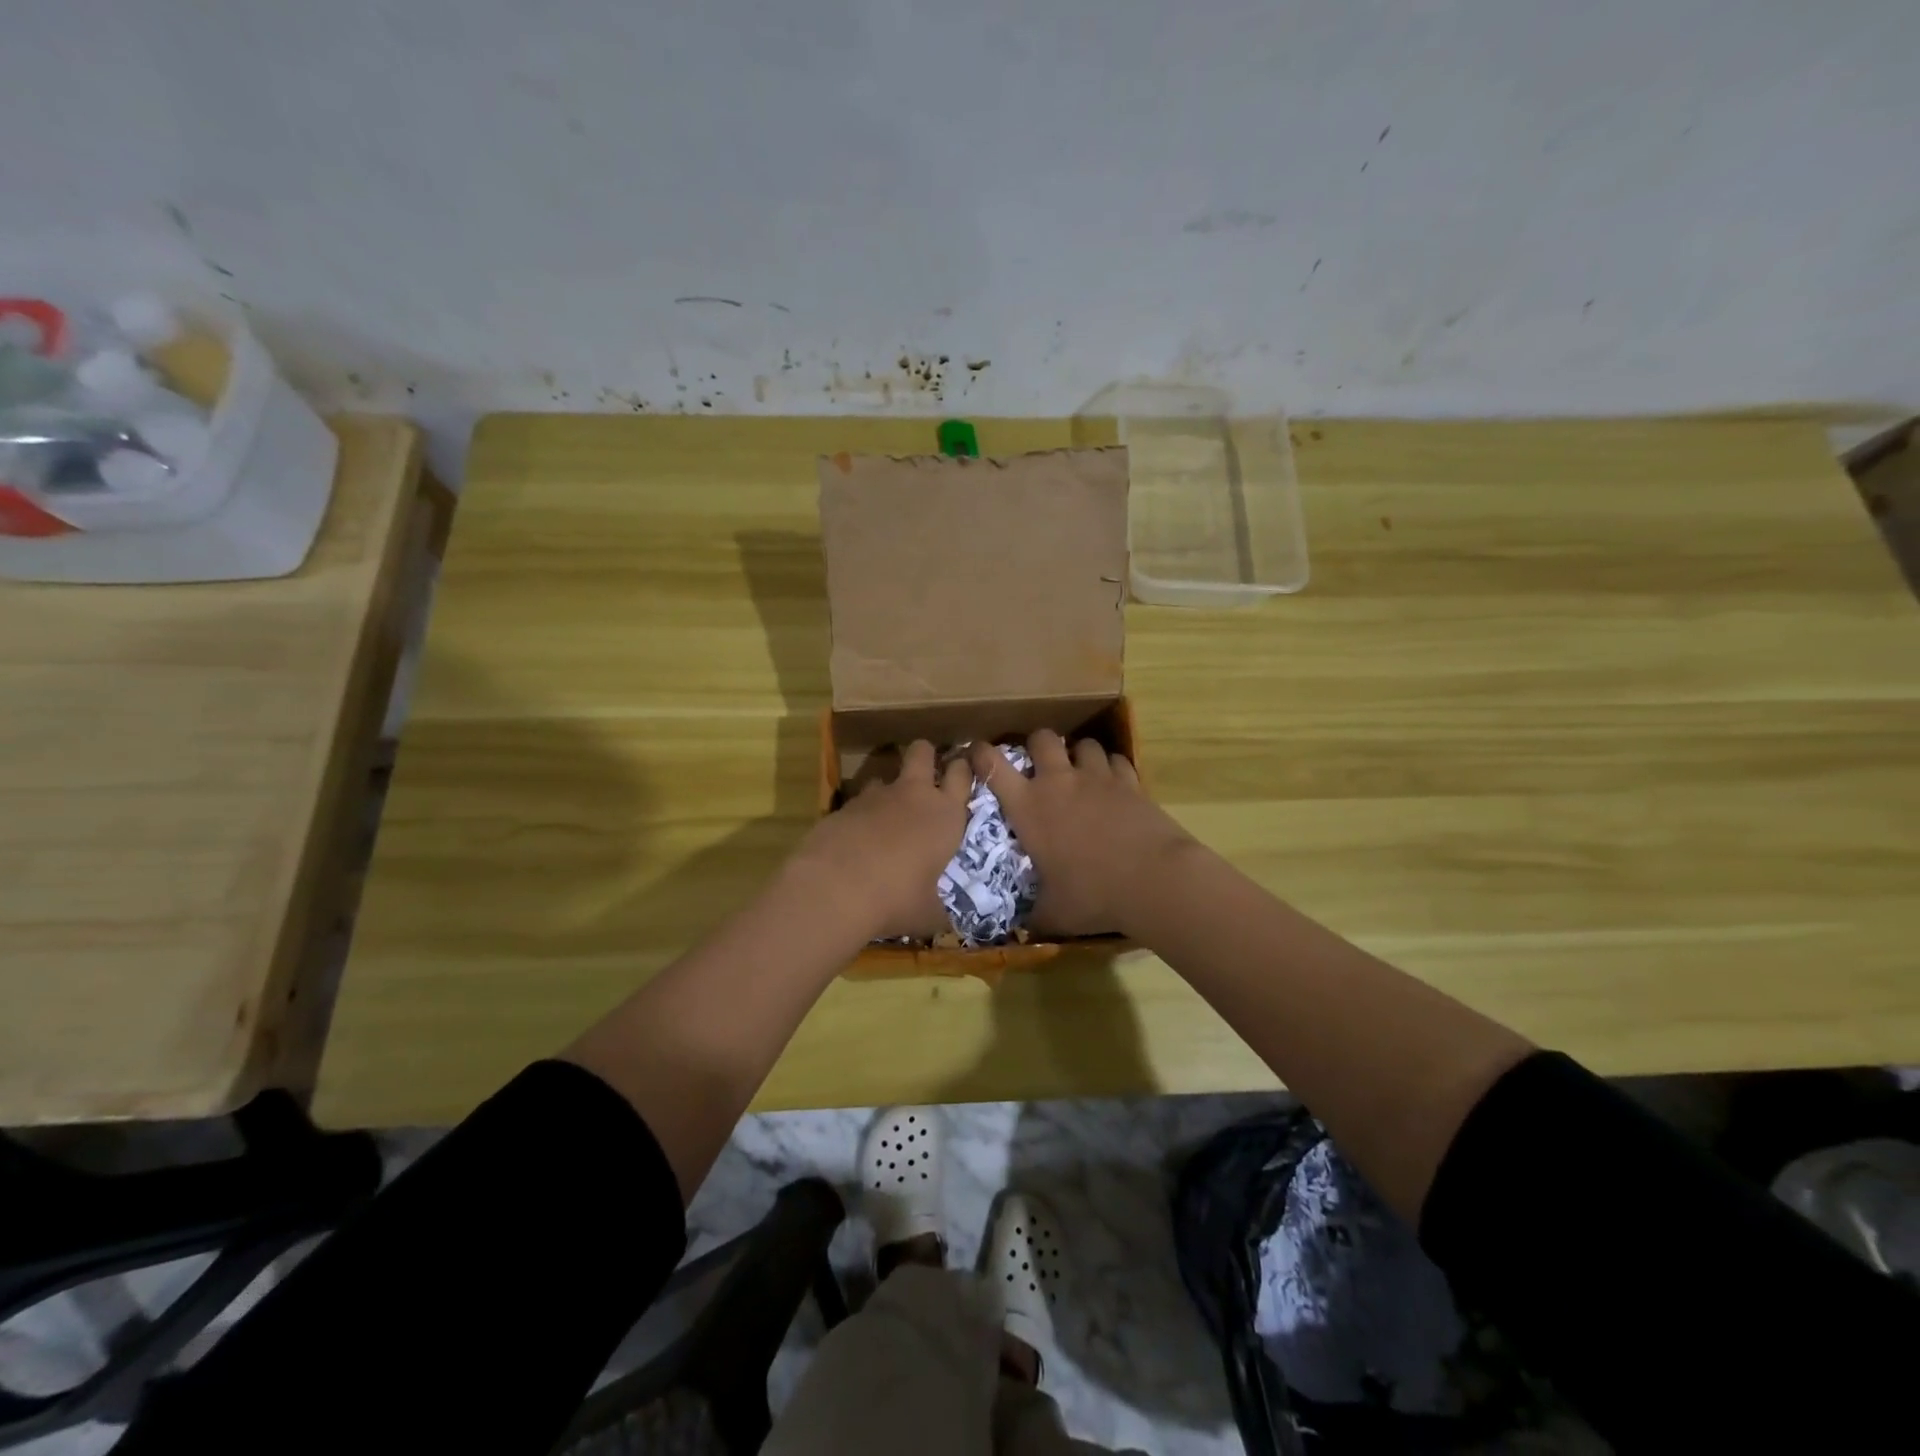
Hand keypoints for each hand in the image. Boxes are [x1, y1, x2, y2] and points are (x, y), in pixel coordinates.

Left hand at [788, 740, 970, 940]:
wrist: (836, 888)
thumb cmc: (897, 899)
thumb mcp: (928, 914)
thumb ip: (940, 910)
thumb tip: (948, 923)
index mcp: (945, 815)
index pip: (961, 775)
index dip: (962, 768)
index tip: (961, 769)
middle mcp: (913, 795)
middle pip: (922, 751)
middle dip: (925, 754)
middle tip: (925, 771)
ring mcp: (876, 796)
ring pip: (885, 774)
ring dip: (888, 787)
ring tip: (885, 812)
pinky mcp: (844, 805)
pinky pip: (859, 800)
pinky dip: (861, 813)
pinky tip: (857, 837)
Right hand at [968, 730, 1195, 937]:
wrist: (1153, 880)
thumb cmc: (1092, 895)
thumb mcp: (1053, 913)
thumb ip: (1033, 913)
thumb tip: (1021, 926)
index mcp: (1028, 807)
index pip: (992, 766)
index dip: (980, 754)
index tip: (978, 754)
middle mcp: (1059, 782)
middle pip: (1041, 739)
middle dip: (1037, 745)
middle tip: (1040, 765)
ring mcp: (1096, 777)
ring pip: (1083, 744)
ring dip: (1078, 754)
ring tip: (1081, 772)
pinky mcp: (1130, 781)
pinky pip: (1116, 759)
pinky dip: (1111, 767)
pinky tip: (1114, 784)